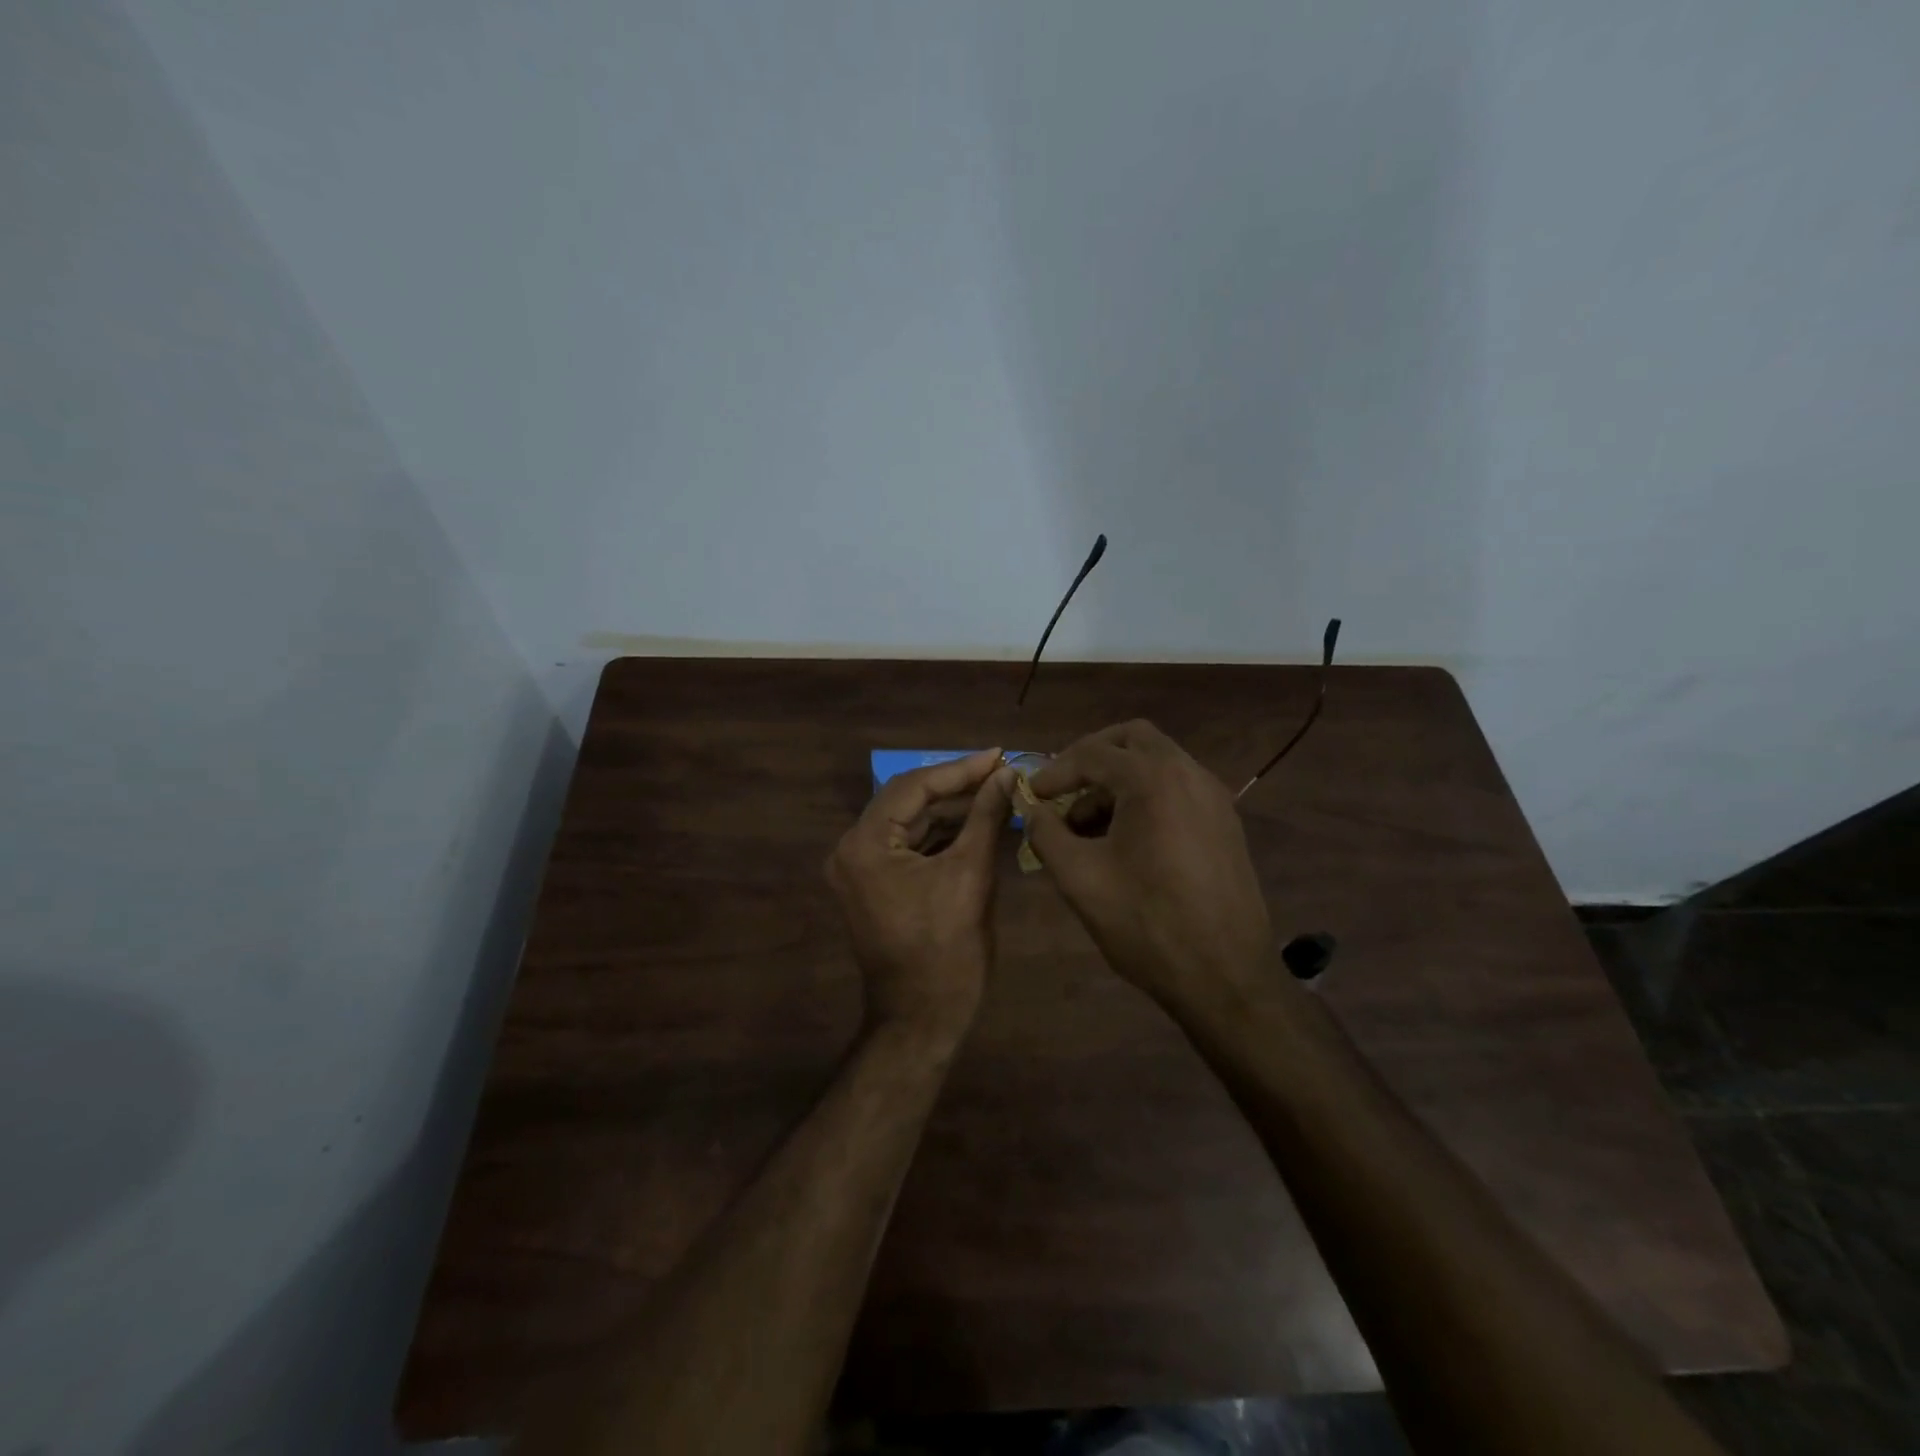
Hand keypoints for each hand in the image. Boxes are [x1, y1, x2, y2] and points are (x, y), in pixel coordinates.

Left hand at [826, 749, 1014, 1039]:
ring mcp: (859, 870)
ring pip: (908, 823)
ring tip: (995, 792)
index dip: (959, 769)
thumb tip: (1008, 775)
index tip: (999, 756)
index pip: (913, 787)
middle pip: (907, 801)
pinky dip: (939, 834)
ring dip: (949, 809)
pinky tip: (974, 822)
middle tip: (1001, 772)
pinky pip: (907, 846)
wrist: (921, 1019)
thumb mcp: (971, 876)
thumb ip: (986, 817)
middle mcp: (851, 850)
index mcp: (865, 845)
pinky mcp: (873, 886)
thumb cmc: (947, 951)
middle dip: (956, 787)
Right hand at [1026, 721, 1274, 1008]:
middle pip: (1132, 739)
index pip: (1092, 753)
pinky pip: (1178, 788)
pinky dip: (1145, 795)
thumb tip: (1031, 809)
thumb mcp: (1080, 878)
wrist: (1227, 979)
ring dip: (1118, 779)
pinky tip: (1125, 839)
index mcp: (1153, 779)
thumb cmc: (1147, 924)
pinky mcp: (1225, 823)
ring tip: (1087, 824)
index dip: (1054, 772)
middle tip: (1063, 789)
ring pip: (1158, 762)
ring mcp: (1214, 797)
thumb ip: (1046, 833)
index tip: (1031, 795)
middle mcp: (1189, 774)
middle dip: (1092, 757)